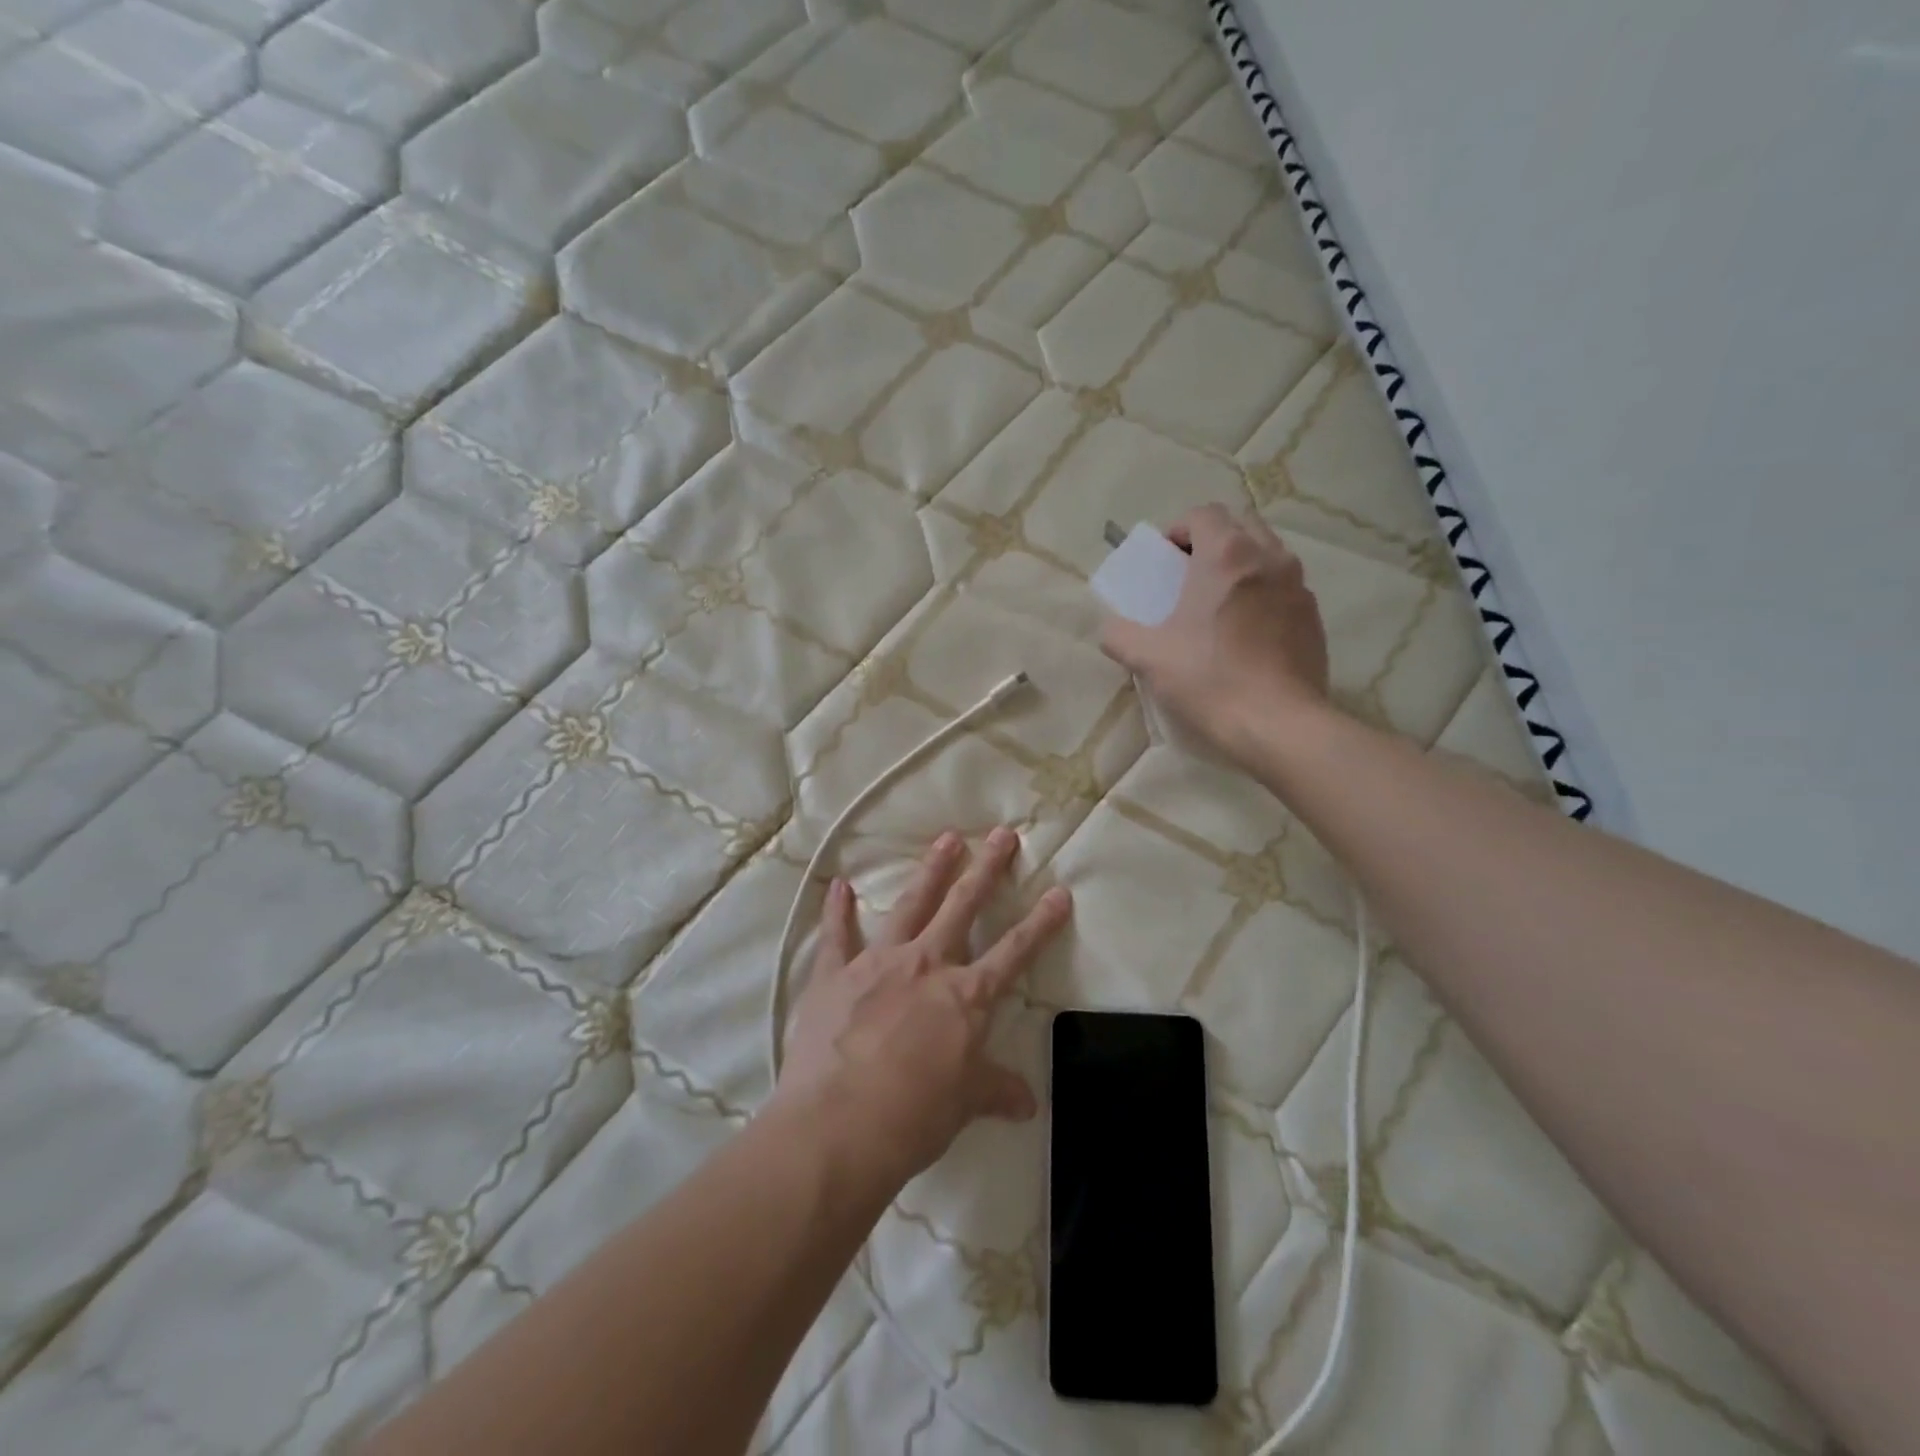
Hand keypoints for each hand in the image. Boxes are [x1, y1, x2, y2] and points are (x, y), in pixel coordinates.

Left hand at [773, 827, 1072, 1189]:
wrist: (840, 1124)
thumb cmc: (914, 1115)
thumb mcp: (965, 1103)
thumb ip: (996, 1090)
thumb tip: (1027, 1103)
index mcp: (965, 996)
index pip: (1014, 952)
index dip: (1040, 922)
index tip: (1059, 892)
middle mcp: (926, 965)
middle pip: (963, 907)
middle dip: (986, 869)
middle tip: (1002, 834)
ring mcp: (879, 962)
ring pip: (911, 905)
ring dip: (931, 870)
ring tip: (947, 839)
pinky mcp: (836, 974)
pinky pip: (837, 934)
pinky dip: (837, 910)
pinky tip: (839, 886)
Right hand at [1100, 505, 1331, 765]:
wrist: (1277, 723)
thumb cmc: (1209, 679)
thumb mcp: (1148, 658)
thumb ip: (1119, 635)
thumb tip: (1111, 629)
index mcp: (1226, 555)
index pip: (1203, 514)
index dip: (1179, 530)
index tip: (1165, 561)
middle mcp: (1269, 557)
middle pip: (1240, 524)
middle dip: (1213, 541)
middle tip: (1190, 577)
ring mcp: (1298, 586)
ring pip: (1267, 553)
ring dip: (1241, 565)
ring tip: (1220, 603)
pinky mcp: (1314, 616)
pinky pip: (1285, 587)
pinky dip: (1264, 594)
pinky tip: (1247, 633)